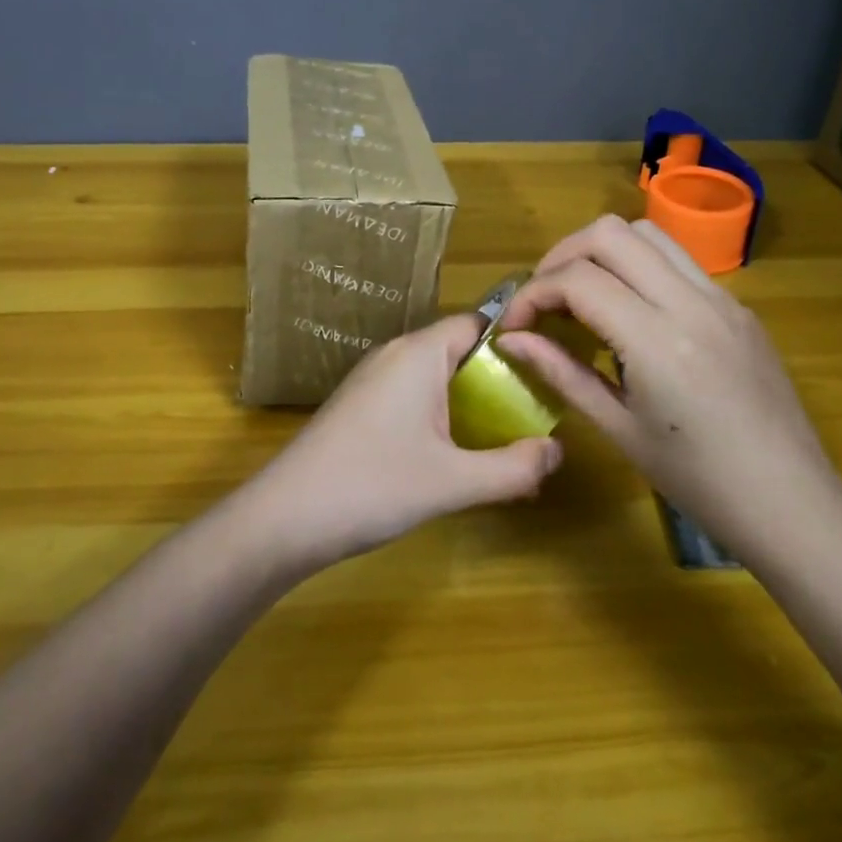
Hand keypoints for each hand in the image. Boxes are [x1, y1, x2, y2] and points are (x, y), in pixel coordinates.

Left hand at [249, 314, 563, 572]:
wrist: (284, 517)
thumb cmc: (372, 486)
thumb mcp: (453, 482)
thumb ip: (513, 468)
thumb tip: (558, 452)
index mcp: (419, 353)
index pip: (478, 323)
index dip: (516, 342)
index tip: (549, 371)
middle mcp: (395, 355)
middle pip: (459, 350)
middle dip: (499, 380)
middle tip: (535, 414)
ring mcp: (372, 380)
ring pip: (436, 376)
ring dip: (470, 402)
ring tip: (504, 440)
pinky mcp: (359, 407)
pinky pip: (413, 397)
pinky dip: (442, 416)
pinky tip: (456, 456)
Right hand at [497, 215, 841, 568]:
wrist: (790, 501)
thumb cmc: (697, 480)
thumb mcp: (619, 429)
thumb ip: (561, 372)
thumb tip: (511, 340)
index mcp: (657, 341)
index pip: (578, 280)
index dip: (532, 294)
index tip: (515, 325)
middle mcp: (691, 302)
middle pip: (609, 233)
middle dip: (562, 256)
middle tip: (544, 298)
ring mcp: (721, 298)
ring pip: (647, 232)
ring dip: (602, 251)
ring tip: (582, 293)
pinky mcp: (738, 305)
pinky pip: (678, 260)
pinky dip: (639, 266)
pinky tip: (630, 311)